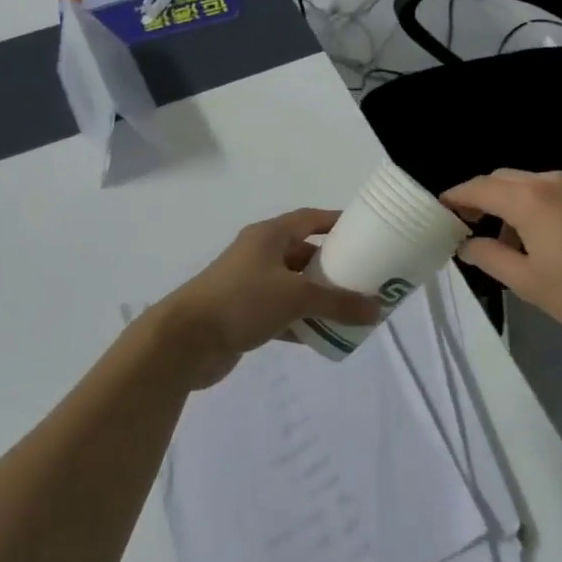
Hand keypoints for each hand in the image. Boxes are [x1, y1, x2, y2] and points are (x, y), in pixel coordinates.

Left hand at [152, 208, 380, 386]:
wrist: (184, 341)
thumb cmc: (241, 301)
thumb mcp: (296, 297)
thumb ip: (338, 303)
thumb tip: (377, 311)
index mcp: (269, 236)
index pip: (310, 219)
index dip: (336, 223)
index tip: (365, 233)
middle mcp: (259, 254)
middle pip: (304, 253)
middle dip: (333, 266)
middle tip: (365, 277)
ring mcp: (249, 284)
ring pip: (294, 286)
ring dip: (319, 297)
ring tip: (351, 309)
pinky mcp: (243, 314)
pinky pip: (281, 312)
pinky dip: (301, 321)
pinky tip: (322, 336)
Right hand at [442, 170, 561, 336]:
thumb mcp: (528, 283)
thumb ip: (490, 258)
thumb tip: (467, 244)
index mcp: (528, 200)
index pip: (480, 188)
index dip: (456, 196)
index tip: (442, 208)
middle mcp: (553, 179)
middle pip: (506, 179)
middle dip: (485, 197)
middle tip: (475, 225)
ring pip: (537, 182)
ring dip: (519, 202)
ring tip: (523, 239)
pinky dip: (550, 203)